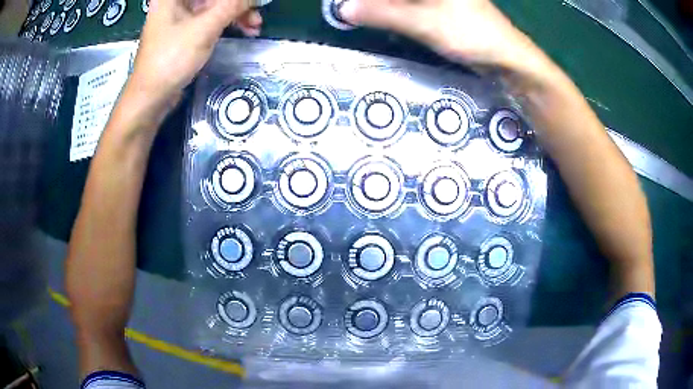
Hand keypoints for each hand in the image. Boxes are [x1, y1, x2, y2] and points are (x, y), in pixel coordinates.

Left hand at [128, 0, 261, 104]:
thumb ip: (233, 6)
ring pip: (216, 6)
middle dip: (238, 4)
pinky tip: (242, 31)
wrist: (151, 97)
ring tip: (254, 27)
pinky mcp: (185, 31)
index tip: (255, 2)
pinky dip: (227, 23)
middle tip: (258, 14)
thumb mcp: (204, 28)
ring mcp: (181, 16)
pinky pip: (211, 19)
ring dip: (237, 14)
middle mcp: (177, 2)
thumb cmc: (171, 59)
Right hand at [340, 0, 533, 68]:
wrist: (505, 57)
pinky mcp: (441, 5)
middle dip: (371, 2)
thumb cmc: (469, 34)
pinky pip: (410, 4)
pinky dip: (393, 9)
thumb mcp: (422, 23)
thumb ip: (381, 13)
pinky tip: (379, 16)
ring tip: (357, 13)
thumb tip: (343, 9)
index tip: (346, 4)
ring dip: (380, 5)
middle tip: (349, 10)